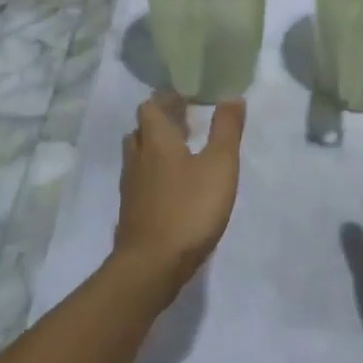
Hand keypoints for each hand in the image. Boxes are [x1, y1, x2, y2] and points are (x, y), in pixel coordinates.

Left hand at [112, 94, 245, 296]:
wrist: (152, 266)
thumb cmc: (189, 209)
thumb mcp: (220, 165)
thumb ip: (226, 130)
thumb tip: (230, 97)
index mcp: (157, 141)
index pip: (151, 107)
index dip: (167, 98)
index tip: (187, 96)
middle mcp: (139, 158)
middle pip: (142, 130)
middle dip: (161, 121)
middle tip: (186, 120)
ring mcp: (132, 187)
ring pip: (139, 155)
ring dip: (156, 146)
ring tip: (182, 150)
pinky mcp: (132, 211)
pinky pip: (141, 180)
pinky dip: (155, 173)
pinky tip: (174, 185)